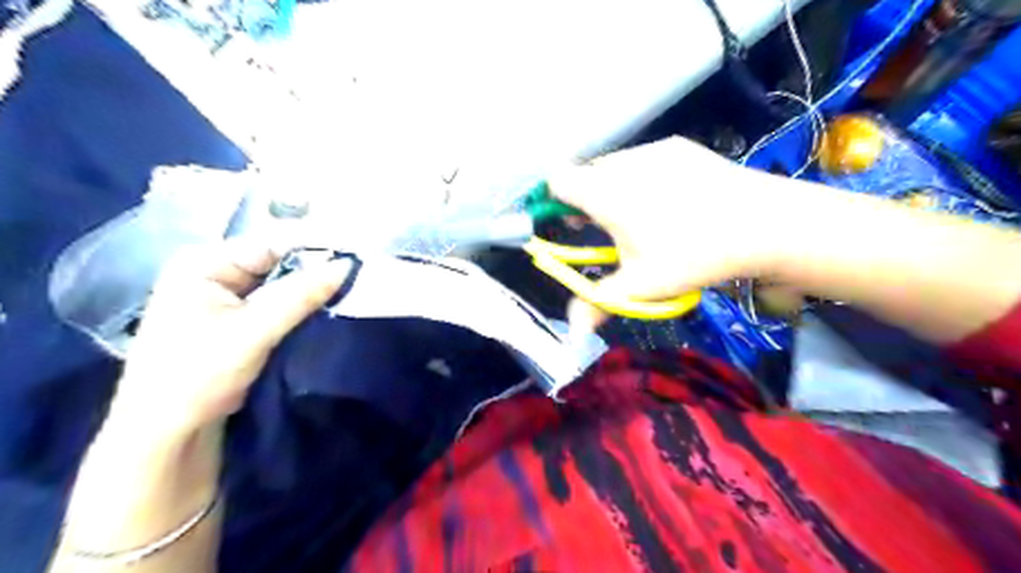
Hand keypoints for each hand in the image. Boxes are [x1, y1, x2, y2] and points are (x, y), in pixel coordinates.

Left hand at [112, 240, 350, 432]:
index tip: (354, 253)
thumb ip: (301, 295)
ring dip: (311, 290)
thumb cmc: (197, 374)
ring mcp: (227, 297)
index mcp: (204, 263)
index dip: (313, 247)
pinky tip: (328, 307)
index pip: (270, 244)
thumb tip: (346, 265)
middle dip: (315, 270)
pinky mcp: (239, 320)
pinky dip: (302, 306)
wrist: (168, 432)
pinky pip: (279, 303)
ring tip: (352, 288)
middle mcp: (214, 272)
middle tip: (359, 273)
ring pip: (281, 284)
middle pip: (277, 262)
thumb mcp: (254, 331)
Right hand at [552, 137, 796, 328]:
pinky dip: (645, 177)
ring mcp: (654, 150)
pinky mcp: (680, 147)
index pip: (557, 180)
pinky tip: (675, 200)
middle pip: (586, 174)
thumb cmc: (691, 256)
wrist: (762, 224)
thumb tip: (571, 334)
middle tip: (608, 227)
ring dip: (615, 187)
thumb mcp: (640, 286)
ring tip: (645, 215)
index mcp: (604, 193)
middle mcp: (623, 163)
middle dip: (587, 199)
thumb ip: (597, 305)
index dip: (555, 200)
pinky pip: (646, 159)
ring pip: (616, 166)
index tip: (571, 224)